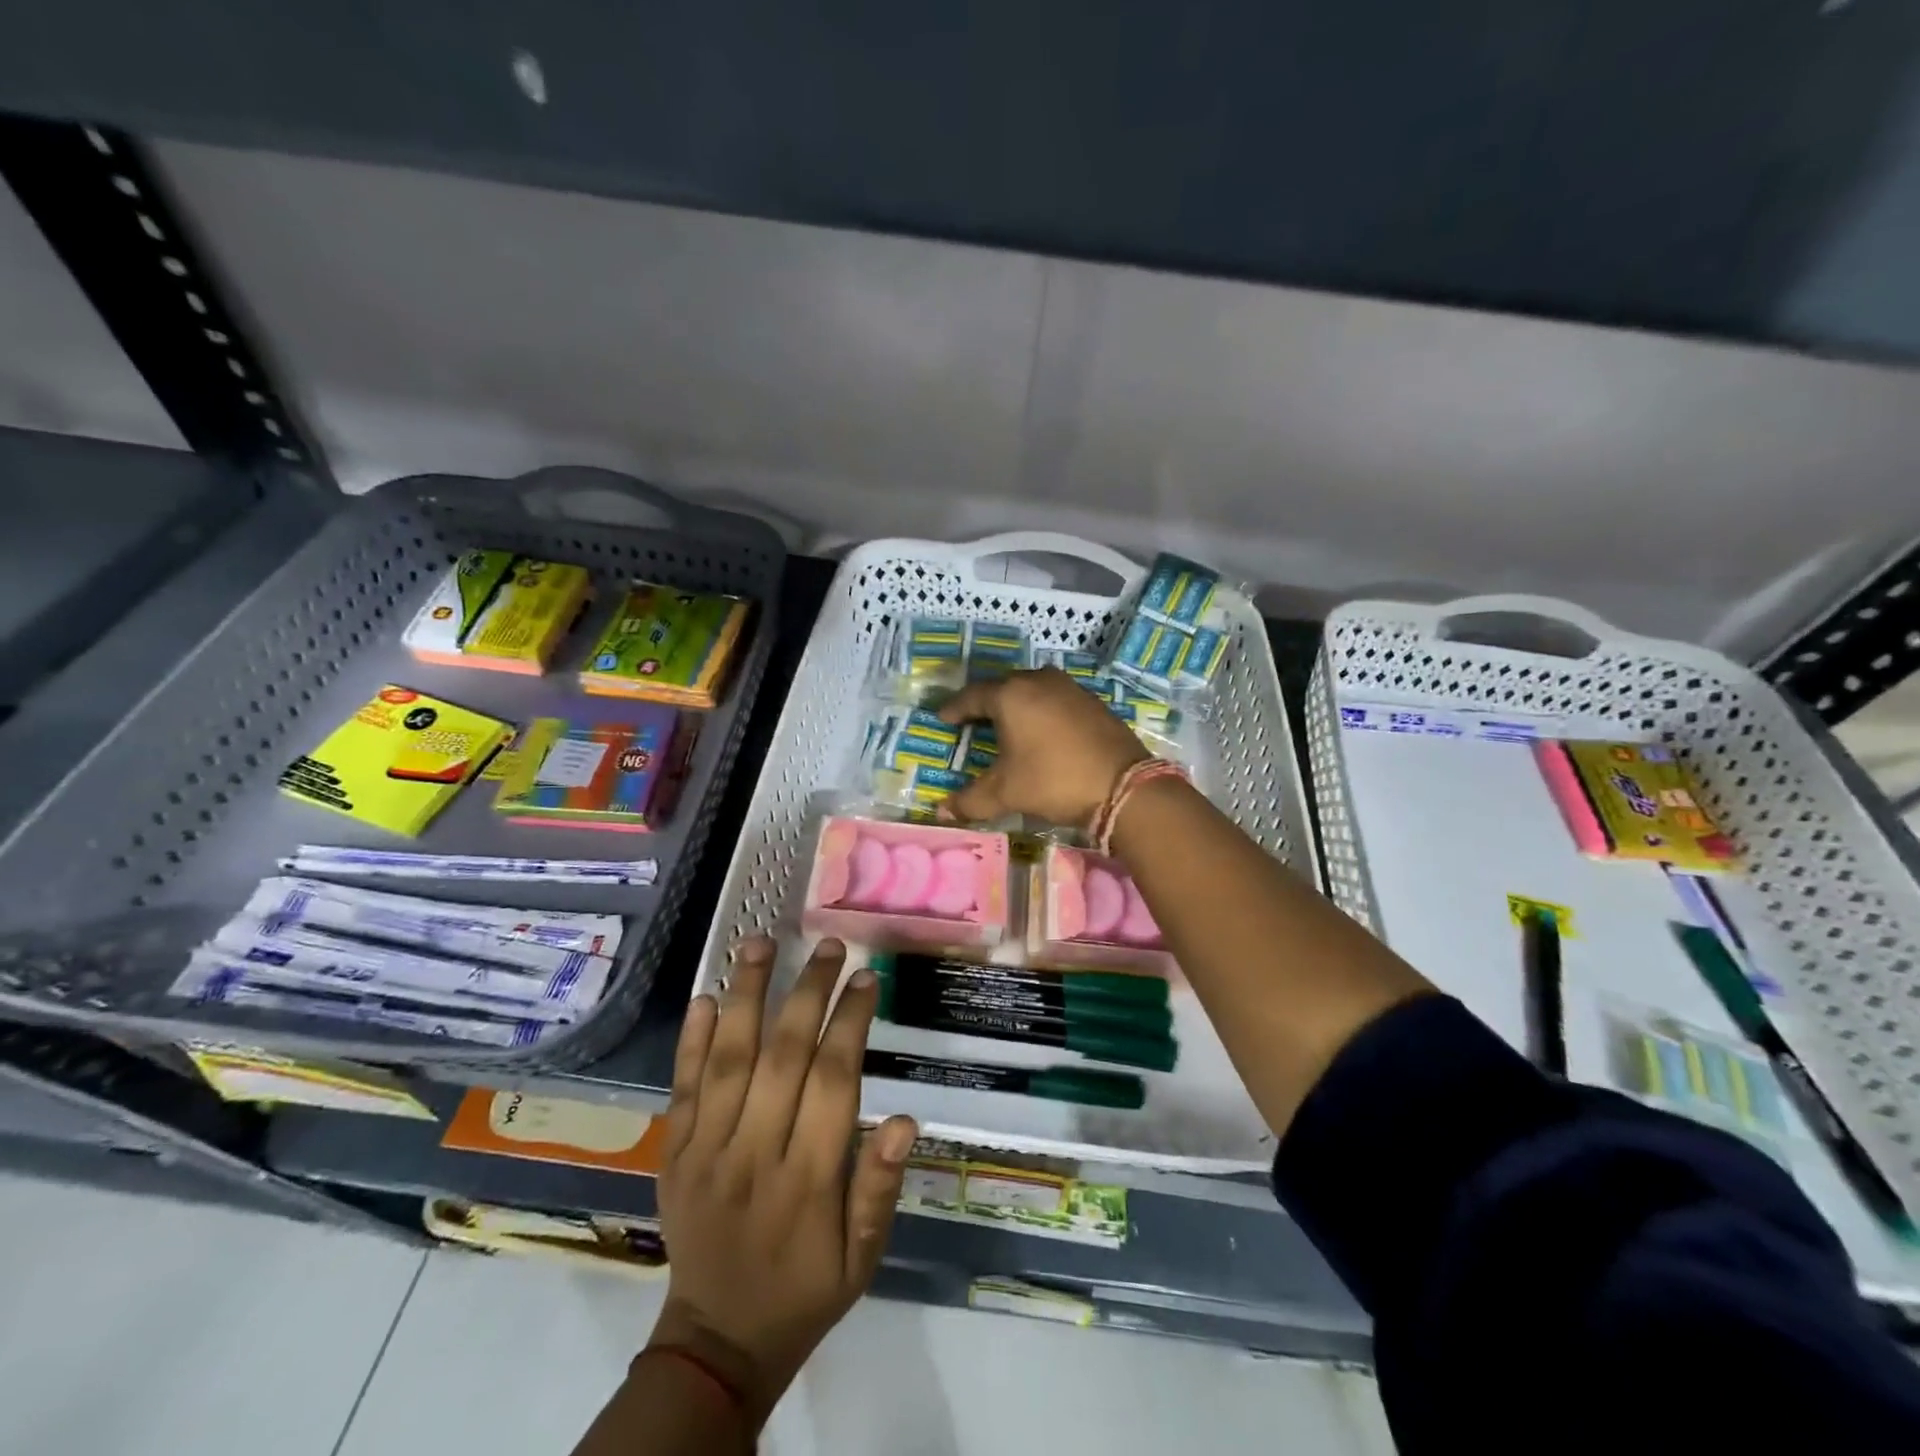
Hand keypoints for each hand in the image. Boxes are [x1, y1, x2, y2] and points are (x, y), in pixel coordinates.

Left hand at [649, 937, 917, 1426]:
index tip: (866, 978)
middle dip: (807, 992)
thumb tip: (906, 1120)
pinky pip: (682, 1089)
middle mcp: (754, 1154)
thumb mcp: (863, 1257)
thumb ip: (880, 1187)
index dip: (851, 1023)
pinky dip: (692, 1041)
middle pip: (782, 1056)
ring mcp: (706, 1151)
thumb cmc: (806, 1290)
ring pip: (728, 1060)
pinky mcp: (674, 1154)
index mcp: (808, 1180)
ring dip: (745, 995)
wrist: (717, 1342)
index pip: (834, 1082)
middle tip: (828, 946)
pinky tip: (706, 997)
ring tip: (760, 943)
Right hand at [938, 667, 1148, 826]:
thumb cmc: (1053, 780)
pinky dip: (1040, 710)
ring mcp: (1069, 688)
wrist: (1122, 785)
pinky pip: (1054, 699)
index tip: (943, 718)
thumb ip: (970, 800)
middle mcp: (1038, 681)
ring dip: (1015, 704)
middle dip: (984, 703)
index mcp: (1010, 695)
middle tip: (971, 720)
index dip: (955, 708)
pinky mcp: (1091, 700)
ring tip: (1005, 724)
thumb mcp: (1006, 793)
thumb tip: (941, 812)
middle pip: (1002, 687)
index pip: (972, 696)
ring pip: (1031, 689)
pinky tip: (1041, 729)